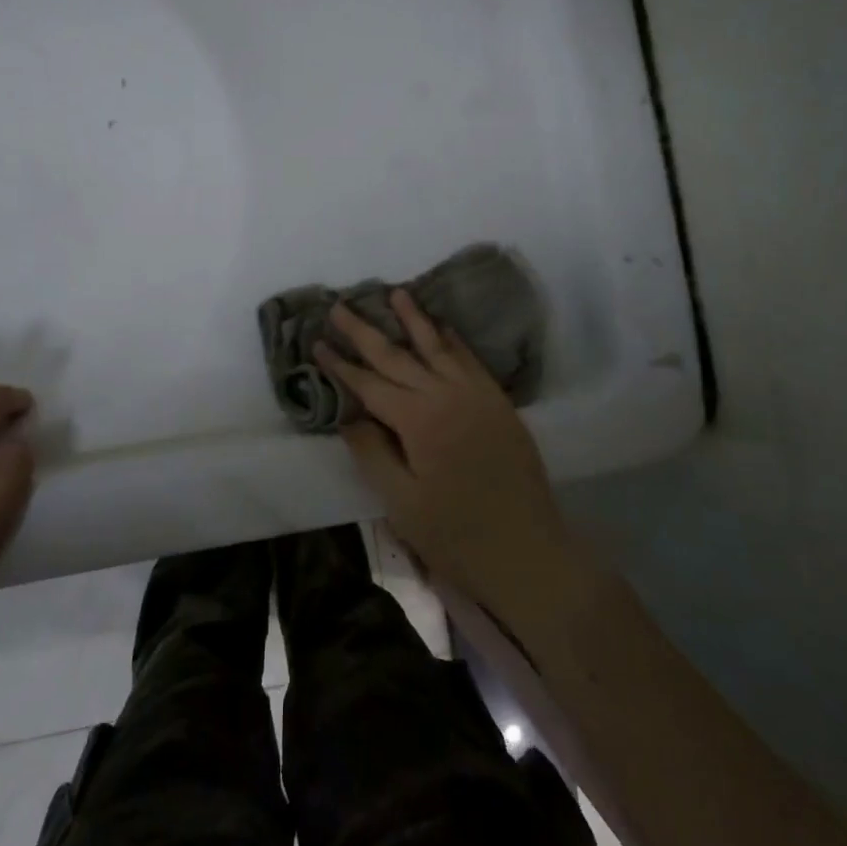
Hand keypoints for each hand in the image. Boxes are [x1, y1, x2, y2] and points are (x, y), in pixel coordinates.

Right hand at [316, 290, 576, 611]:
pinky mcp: (498, 403)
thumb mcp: (402, 503)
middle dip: (366, 332)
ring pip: (438, 347)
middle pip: (399, 356)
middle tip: (341, 306)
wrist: (528, 552)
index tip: (317, 342)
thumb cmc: (457, 535)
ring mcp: (477, 395)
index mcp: (418, 420)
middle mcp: (447, 395)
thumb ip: (373, 454)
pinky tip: (444, 328)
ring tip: (396, 293)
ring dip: (414, 320)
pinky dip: (454, 341)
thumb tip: (350, 416)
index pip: (370, 384)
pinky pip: (471, 360)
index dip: (341, 364)